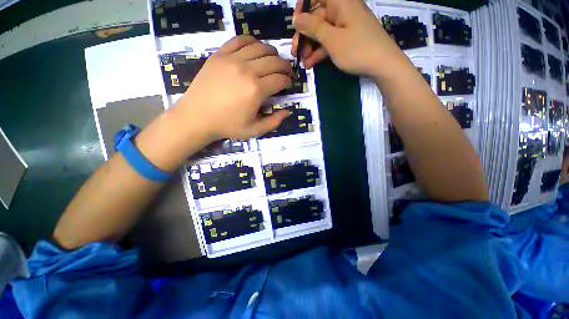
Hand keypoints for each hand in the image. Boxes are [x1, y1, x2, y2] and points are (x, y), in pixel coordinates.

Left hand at [177, 36, 292, 140]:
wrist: (197, 117)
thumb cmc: (228, 126)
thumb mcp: (255, 130)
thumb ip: (274, 121)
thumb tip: (288, 111)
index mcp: (256, 90)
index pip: (280, 79)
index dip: (289, 81)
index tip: (289, 85)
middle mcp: (247, 70)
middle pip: (274, 61)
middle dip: (285, 67)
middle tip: (286, 73)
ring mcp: (232, 59)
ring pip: (260, 47)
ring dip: (272, 53)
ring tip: (273, 62)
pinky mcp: (220, 54)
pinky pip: (240, 40)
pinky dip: (252, 42)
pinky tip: (255, 50)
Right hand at [291, 0, 405, 77]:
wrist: (383, 65)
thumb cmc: (357, 49)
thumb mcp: (332, 39)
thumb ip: (313, 27)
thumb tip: (296, 18)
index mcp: (340, 3)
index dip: (304, 6)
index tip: (295, 23)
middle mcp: (342, 11)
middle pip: (317, 18)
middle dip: (304, 35)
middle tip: (295, 52)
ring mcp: (345, 27)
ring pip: (322, 33)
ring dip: (310, 47)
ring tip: (303, 62)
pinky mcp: (347, 40)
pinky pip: (330, 42)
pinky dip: (320, 52)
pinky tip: (311, 64)